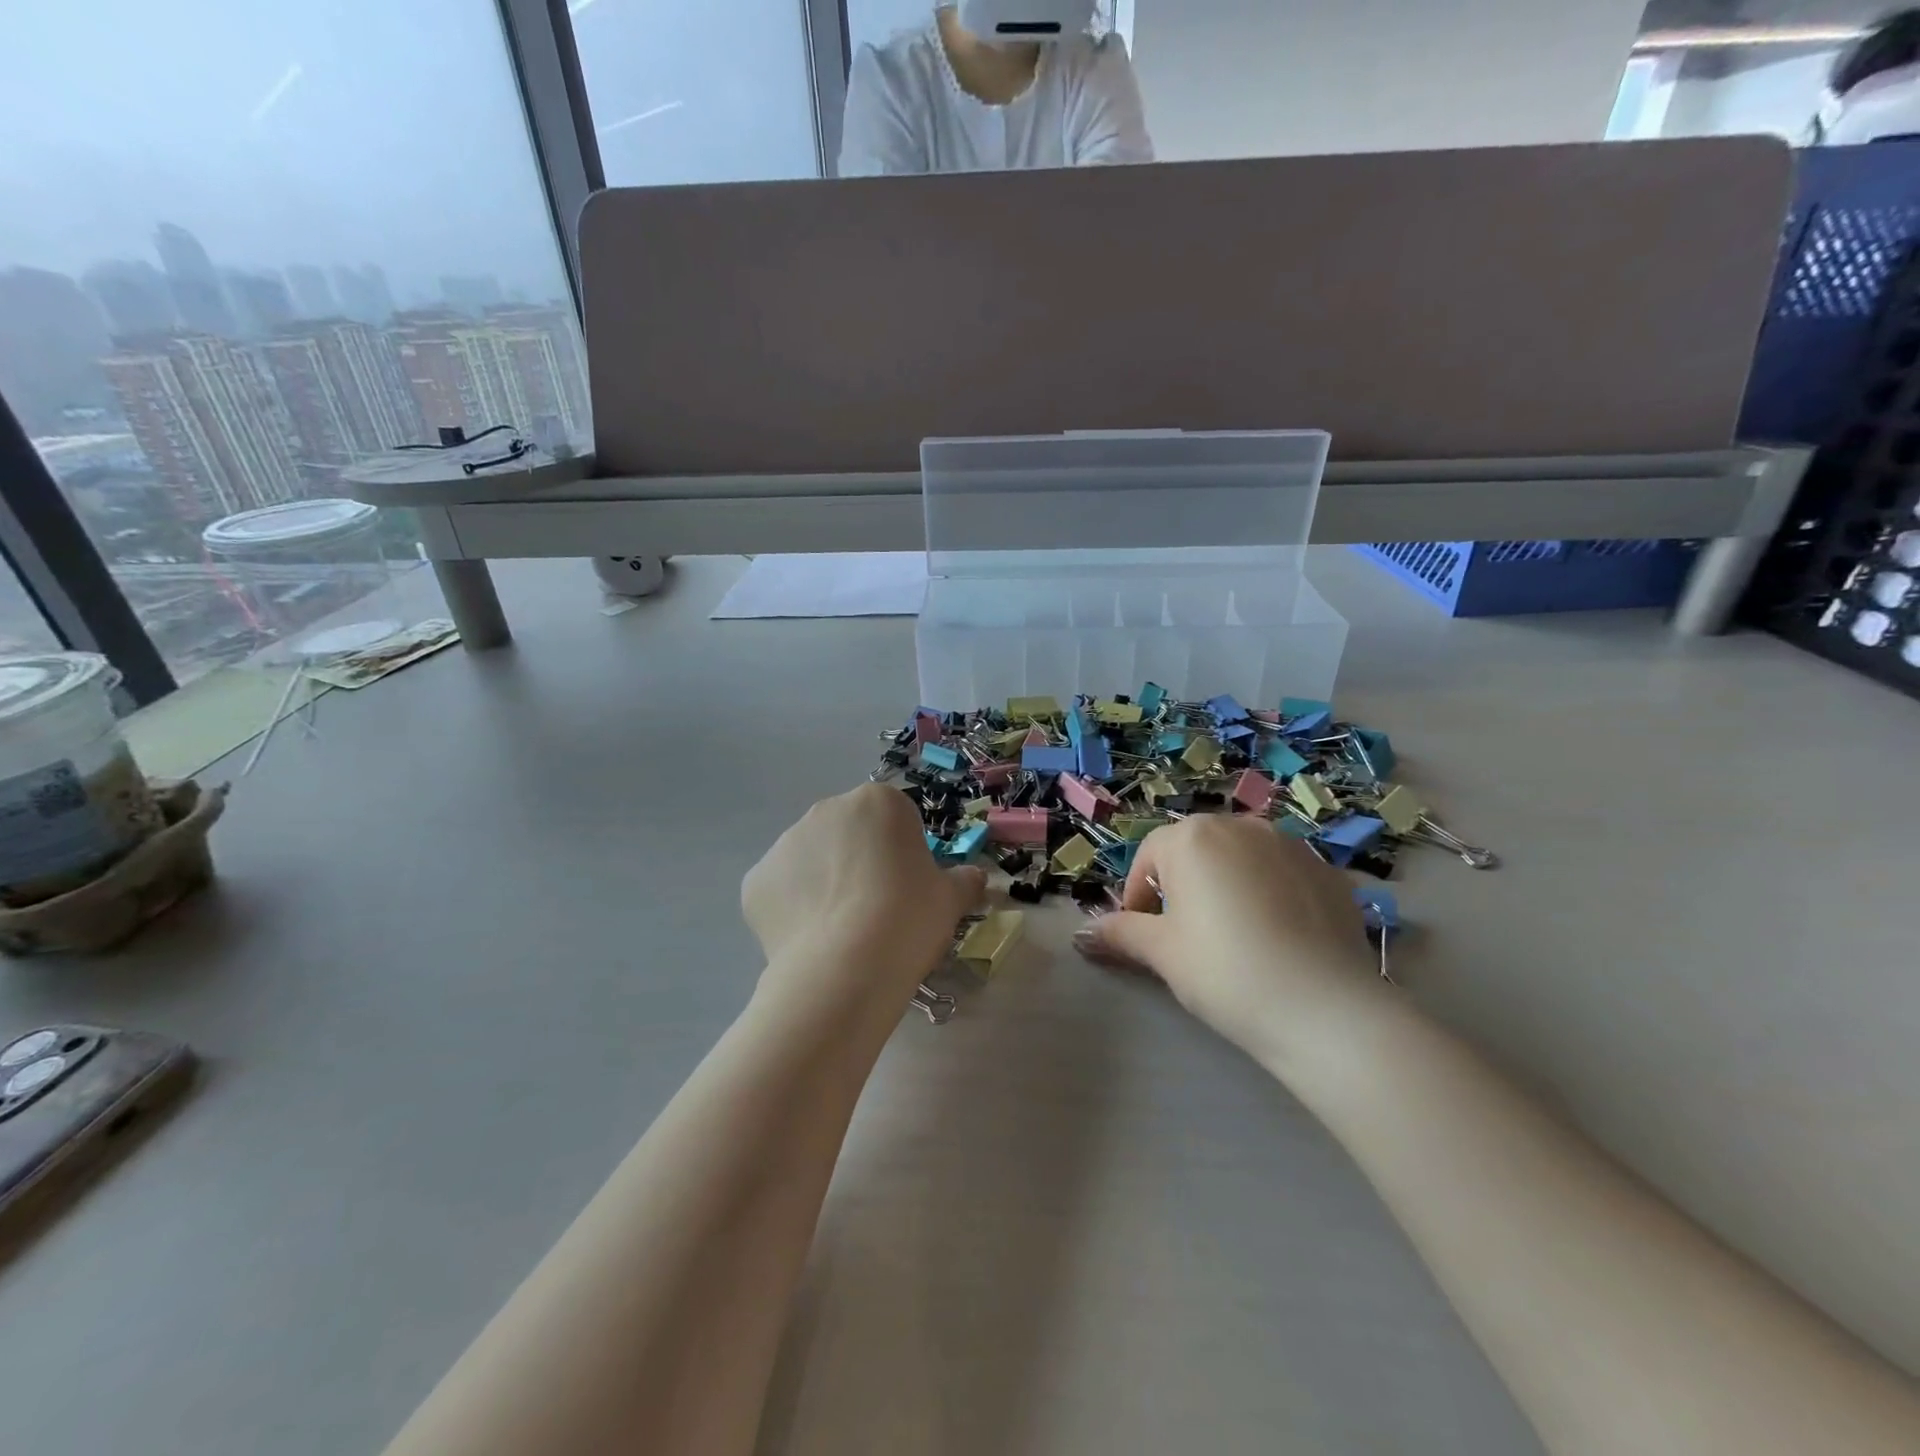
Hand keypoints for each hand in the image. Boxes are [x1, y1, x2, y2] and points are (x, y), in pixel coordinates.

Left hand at [743, 783, 985, 999]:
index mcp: (877, 802)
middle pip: (850, 833)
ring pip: (813, 860)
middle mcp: (826, 810)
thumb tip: (973, 878)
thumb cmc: (909, 919)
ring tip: (842, 931)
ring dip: (825, 883)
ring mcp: (785, 844)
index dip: (904, 853)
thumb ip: (965, 880)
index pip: (896, 819)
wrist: (846, 969)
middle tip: (877, 909)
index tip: (908, 888)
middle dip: (860, 861)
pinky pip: (782, 890)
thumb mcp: (952, 899)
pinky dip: (794, 909)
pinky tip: (813, 940)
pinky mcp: (755, 881)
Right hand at [1073, 815, 1381, 1059]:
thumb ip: (1119, 933)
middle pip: (1196, 850)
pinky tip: (1279, 939)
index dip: (1139, 897)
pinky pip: (1283, 875)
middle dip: (1183, 886)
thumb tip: (1081, 934)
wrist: (1325, 1010)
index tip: (1144, 936)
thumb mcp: (1161, 953)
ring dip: (1227, 886)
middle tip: (1187, 937)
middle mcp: (1241, 826)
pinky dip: (1271, 895)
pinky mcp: (1329, 872)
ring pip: (1241, 859)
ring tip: (1235, 937)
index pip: (1149, 857)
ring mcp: (1291, 845)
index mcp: (1193, 837)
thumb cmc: (1225, 972)